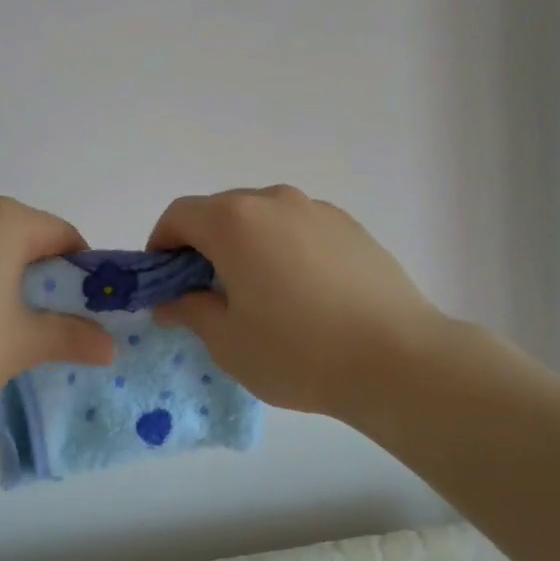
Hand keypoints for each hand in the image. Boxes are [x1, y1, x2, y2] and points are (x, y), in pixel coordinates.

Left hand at [0, 196, 117, 411]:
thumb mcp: (21, 344)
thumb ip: (71, 338)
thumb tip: (109, 346)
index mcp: (6, 220)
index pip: (65, 236)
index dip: (85, 275)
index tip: (86, 314)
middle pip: (28, 242)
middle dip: (45, 283)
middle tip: (48, 328)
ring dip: (8, 287)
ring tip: (3, 334)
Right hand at [147, 186, 453, 421]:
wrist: (398, 359)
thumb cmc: (298, 352)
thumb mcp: (228, 341)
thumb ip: (190, 311)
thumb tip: (171, 301)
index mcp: (234, 221)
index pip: (179, 215)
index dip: (161, 244)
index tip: (164, 280)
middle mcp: (273, 201)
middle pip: (220, 211)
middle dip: (202, 245)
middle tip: (207, 292)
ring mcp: (316, 209)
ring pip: (262, 218)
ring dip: (245, 245)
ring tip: (258, 293)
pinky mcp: (350, 226)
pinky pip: (298, 228)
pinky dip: (283, 248)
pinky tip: (301, 292)